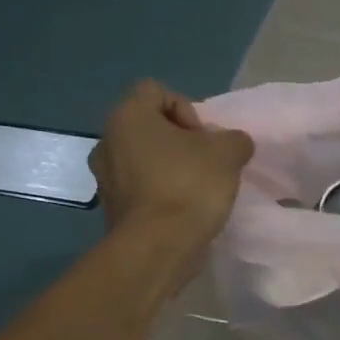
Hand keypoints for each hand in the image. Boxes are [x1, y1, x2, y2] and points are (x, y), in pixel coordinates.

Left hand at [88, 81, 253, 240]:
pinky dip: (161, 193)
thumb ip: (234, 139)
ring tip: (197, 189)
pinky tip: (183, 210)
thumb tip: (232, 144)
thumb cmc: (188, 186)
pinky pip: (141, 187)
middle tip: (205, 162)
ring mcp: (105, 177)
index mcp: (128, 116)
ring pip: (144, 158)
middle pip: (150, 126)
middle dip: (180, 141)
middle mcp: (107, 141)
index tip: (202, 138)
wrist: (158, 247)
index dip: (186, 109)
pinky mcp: (111, 208)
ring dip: (170, 167)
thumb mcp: (228, 152)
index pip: (156, 91)